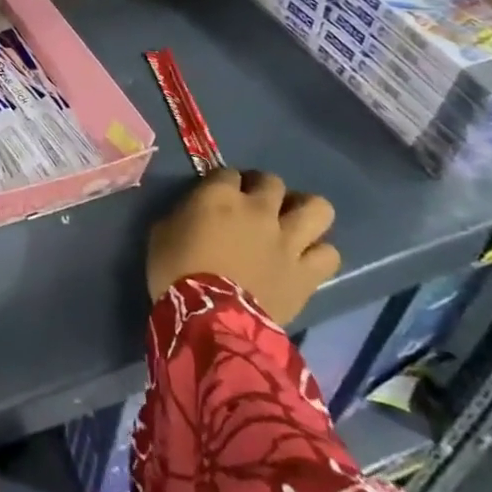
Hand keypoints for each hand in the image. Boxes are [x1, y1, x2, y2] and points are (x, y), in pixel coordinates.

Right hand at [146, 169, 340, 324]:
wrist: (208, 319)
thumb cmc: (175, 272)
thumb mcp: (163, 232)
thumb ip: (185, 214)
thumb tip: (195, 213)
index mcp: (219, 196)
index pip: (227, 173)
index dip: (223, 183)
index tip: (216, 197)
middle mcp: (259, 209)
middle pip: (272, 181)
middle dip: (262, 189)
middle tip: (253, 207)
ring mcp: (288, 240)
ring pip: (317, 207)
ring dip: (304, 212)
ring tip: (291, 224)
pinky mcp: (306, 273)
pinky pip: (329, 253)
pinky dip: (318, 253)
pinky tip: (303, 259)